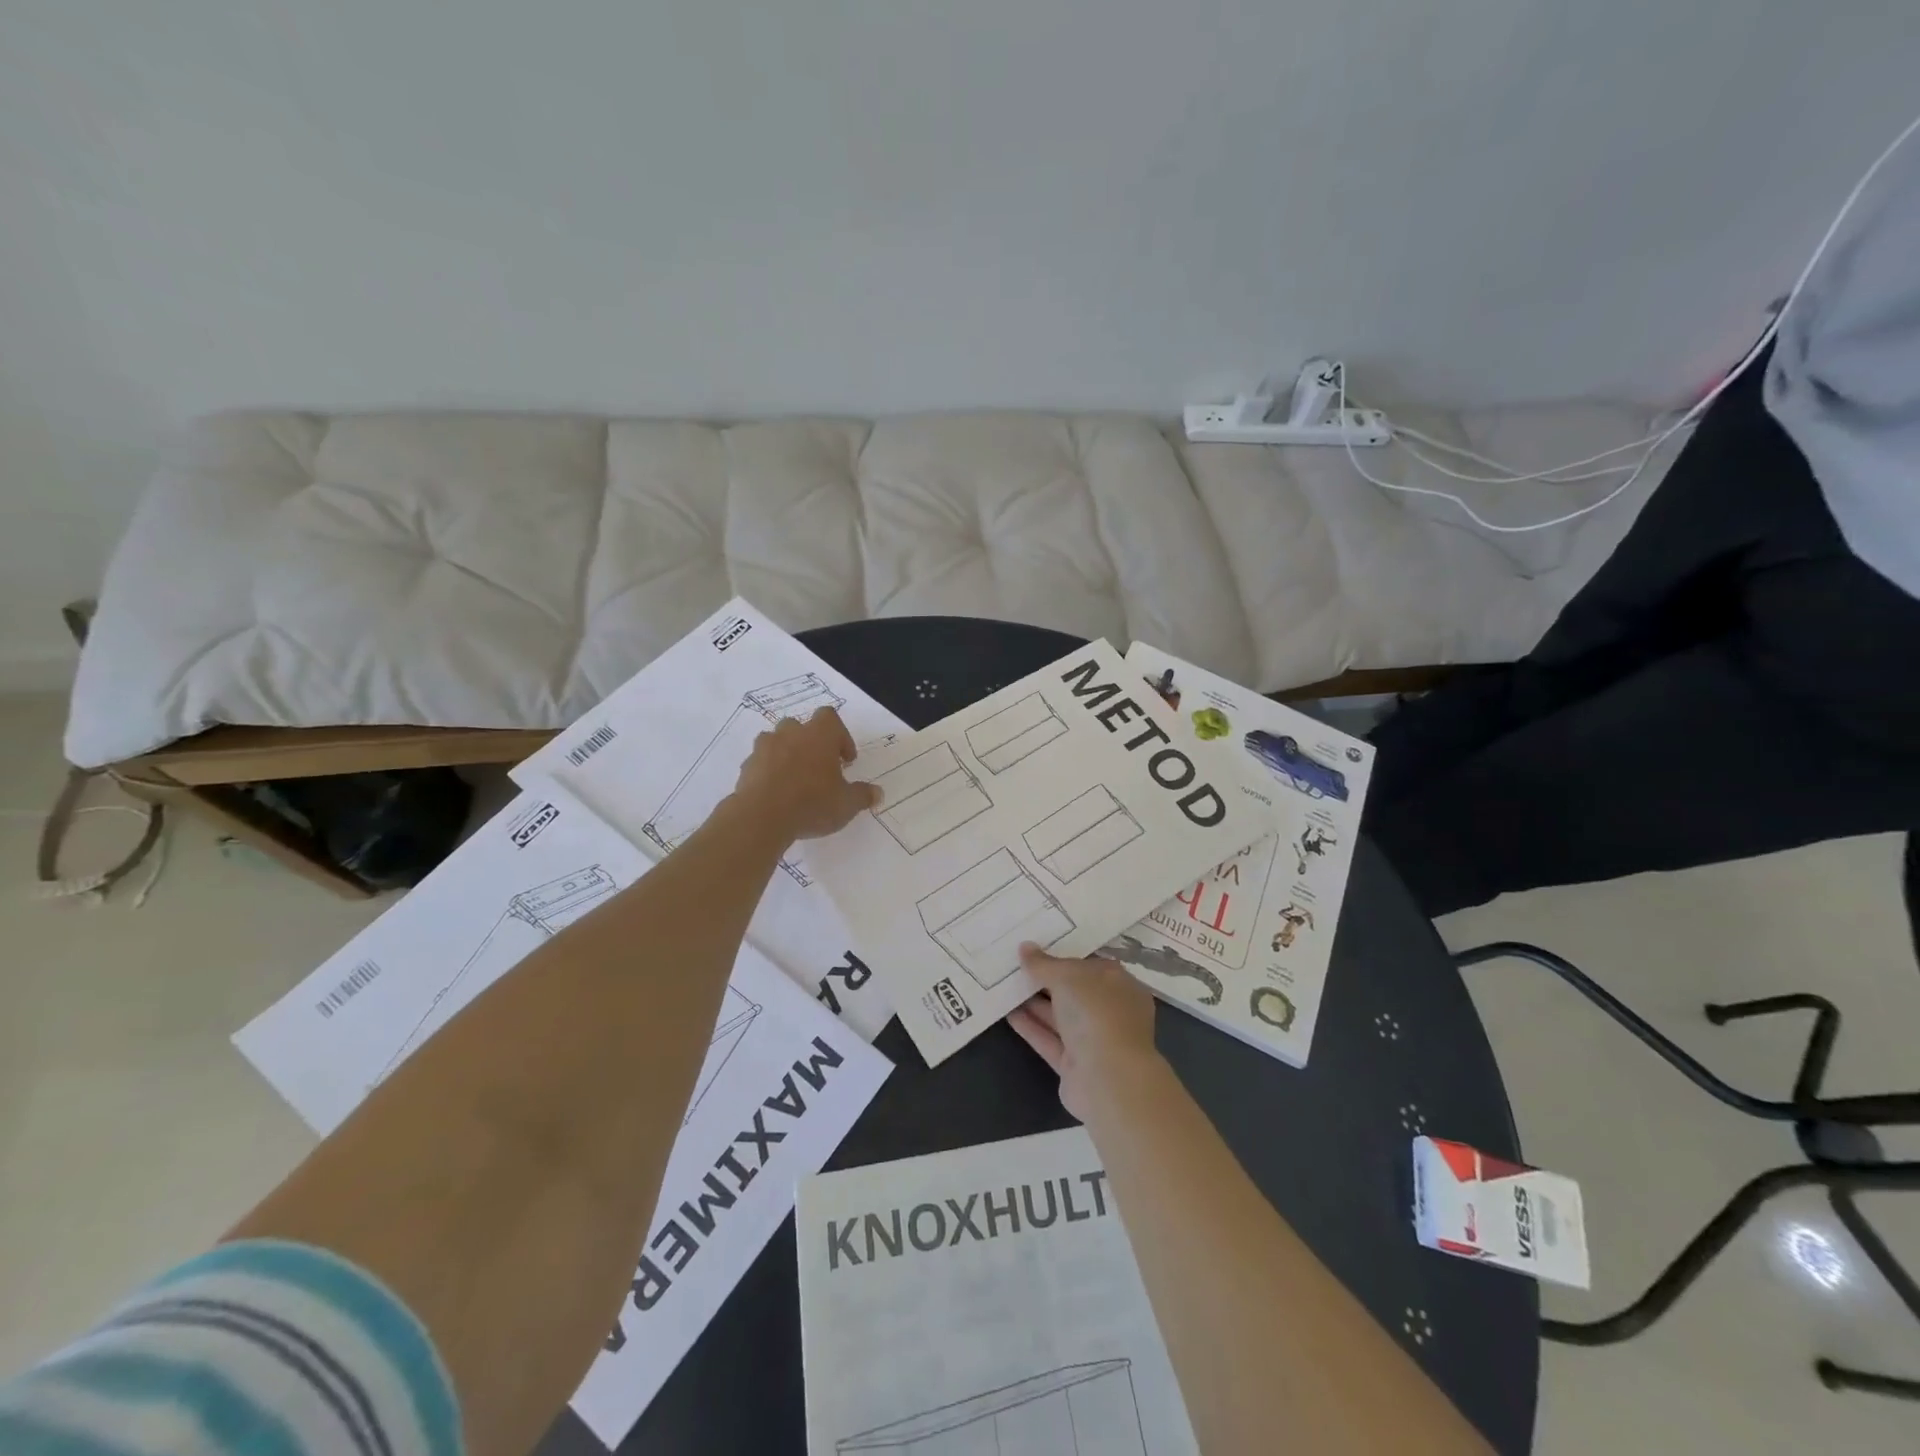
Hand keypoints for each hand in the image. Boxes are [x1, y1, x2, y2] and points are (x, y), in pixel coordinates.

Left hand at [730, 709, 880, 841]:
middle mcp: (791, 733)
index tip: (845, 760)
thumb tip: (877, 793)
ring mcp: (765, 748)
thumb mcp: (847, 804)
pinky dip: (768, 772)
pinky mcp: (746, 766)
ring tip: (795, 780)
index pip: (830, 717)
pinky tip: (776, 793)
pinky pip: (761, 762)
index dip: (840, 736)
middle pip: (801, 726)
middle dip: (810, 743)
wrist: (761, 817)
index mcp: (819, 735)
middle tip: (819, 768)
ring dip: (787, 754)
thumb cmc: (812, 803)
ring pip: (777, 741)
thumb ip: (862, 795)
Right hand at [1008, 944, 1164, 1120]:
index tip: (1037, 945)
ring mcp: (1093, 1040)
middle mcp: (1110, 1012)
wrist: (1108, 1079)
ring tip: (1005, 984)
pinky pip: (1049, 1039)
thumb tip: (1025, 948)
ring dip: (1034, 1002)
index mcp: (1120, 985)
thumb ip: (1044, 964)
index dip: (1064, 954)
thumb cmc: (1097, 1014)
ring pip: (1060, 1016)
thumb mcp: (1068, 977)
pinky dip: (1031, 1026)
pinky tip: (1007, 1012)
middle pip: (1074, 991)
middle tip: (1015, 963)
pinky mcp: (1075, 1064)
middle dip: (1046, 979)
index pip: (1091, 965)